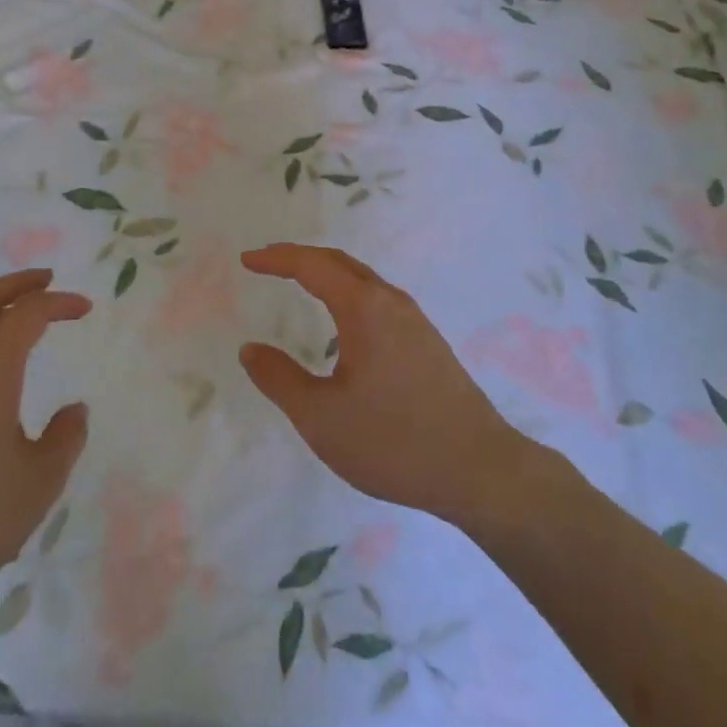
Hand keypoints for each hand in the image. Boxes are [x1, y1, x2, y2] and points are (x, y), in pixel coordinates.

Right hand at [238, 244, 525, 523]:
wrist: (478, 468)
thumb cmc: (393, 441)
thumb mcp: (322, 417)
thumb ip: (280, 379)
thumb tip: (250, 349)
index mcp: (363, 307)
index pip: (312, 265)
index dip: (277, 258)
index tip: (247, 260)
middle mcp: (390, 301)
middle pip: (339, 262)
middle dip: (300, 257)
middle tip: (266, 264)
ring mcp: (414, 319)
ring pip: (362, 279)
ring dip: (327, 272)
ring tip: (299, 282)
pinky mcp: (427, 340)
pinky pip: (378, 298)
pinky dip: (348, 291)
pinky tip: (344, 321)